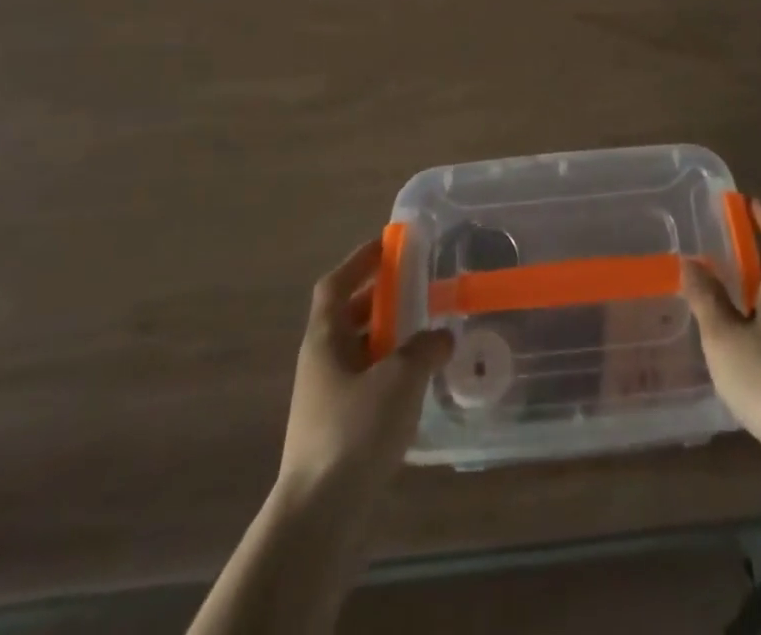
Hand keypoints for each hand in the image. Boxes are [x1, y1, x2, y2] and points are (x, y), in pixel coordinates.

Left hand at [278, 238, 452, 498]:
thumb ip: (425, 348)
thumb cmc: (355, 430)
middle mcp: (320, 362)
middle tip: (418, 286)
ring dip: (388, 336)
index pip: (335, 284)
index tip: (387, 244)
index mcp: (325, 339)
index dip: (359, 260)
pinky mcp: (338, 429)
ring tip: (426, 332)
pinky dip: (390, 371)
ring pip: (359, 351)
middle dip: (381, 298)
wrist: (319, 516)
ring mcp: (326, 398)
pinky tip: (418, 383)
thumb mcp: (400, 378)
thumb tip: (442, 337)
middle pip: (348, 315)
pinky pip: (366, 382)